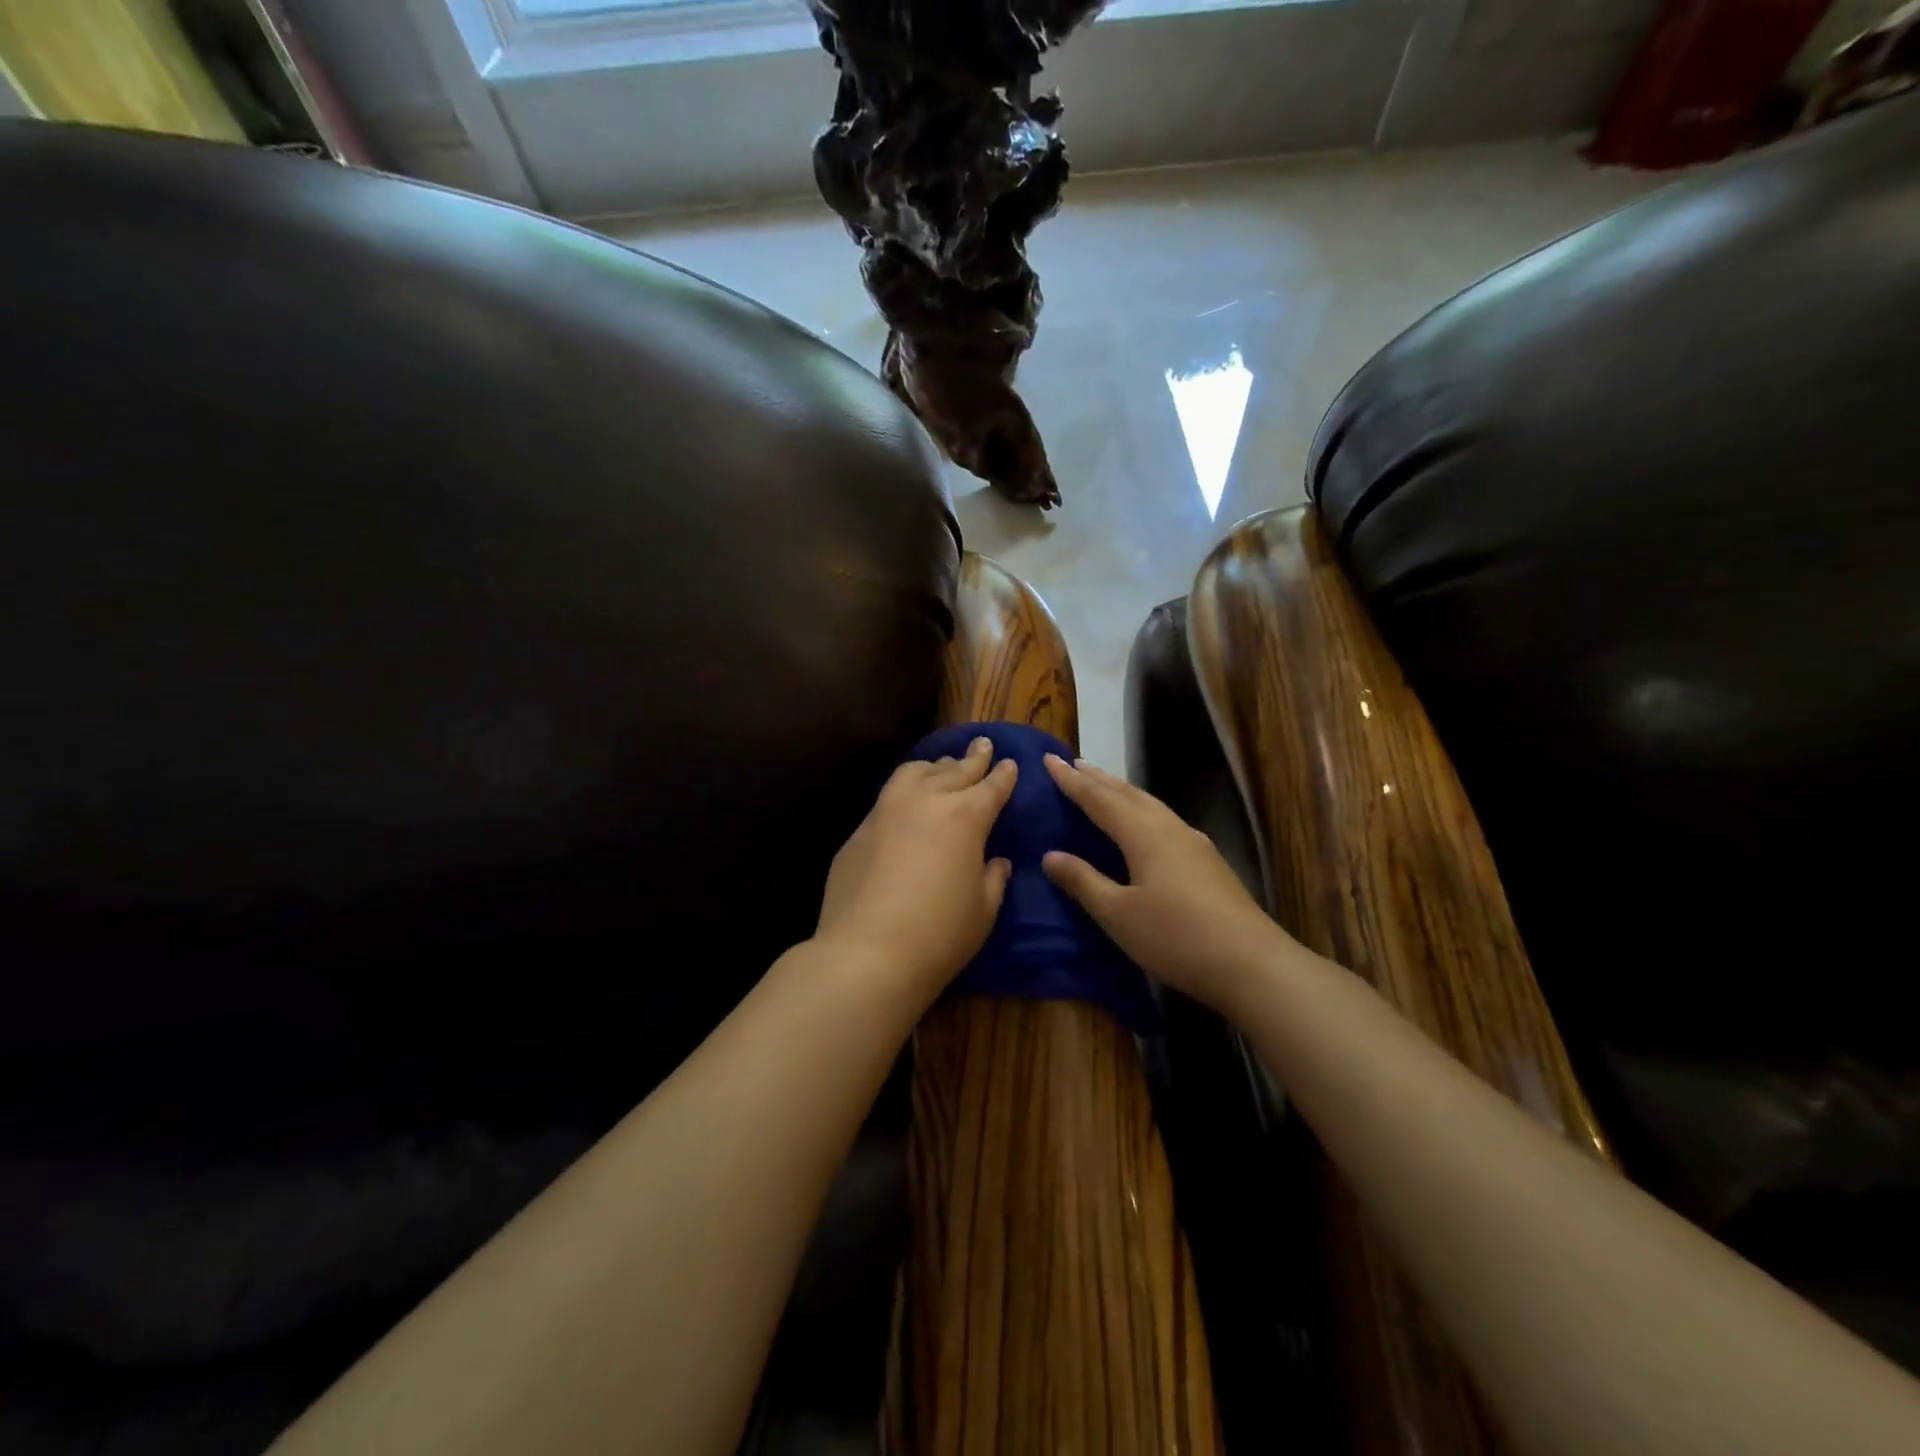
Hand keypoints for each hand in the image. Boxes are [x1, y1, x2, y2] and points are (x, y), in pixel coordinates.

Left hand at [816, 736, 1017, 998]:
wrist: (866, 952)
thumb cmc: (939, 935)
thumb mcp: (983, 911)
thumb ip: (993, 879)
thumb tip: (996, 862)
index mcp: (966, 817)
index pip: (992, 786)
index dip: (1003, 774)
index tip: (1009, 763)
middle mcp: (927, 801)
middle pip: (955, 770)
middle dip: (972, 758)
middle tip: (982, 745)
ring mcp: (888, 810)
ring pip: (916, 772)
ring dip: (935, 766)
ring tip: (942, 766)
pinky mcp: (860, 828)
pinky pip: (888, 796)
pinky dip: (905, 789)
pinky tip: (906, 799)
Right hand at [1040, 754, 1290, 1011]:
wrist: (1251, 963)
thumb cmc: (1176, 937)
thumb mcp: (1118, 914)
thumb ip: (1084, 882)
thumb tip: (1050, 855)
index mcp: (1143, 834)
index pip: (1099, 799)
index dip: (1072, 781)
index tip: (1049, 759)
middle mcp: (1169, 828)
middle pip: (1128, 794)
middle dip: (1098, 778)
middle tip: (1074, 764)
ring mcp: (1194, 843)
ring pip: (1150, 804)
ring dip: (1122, 791)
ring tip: (1104, 785)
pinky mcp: (1208, 861)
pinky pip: (1164, 820)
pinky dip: (1142, 809)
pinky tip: (1145, 823)